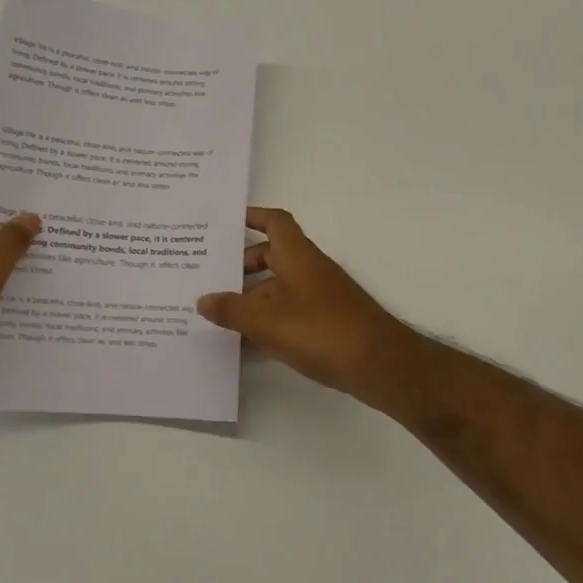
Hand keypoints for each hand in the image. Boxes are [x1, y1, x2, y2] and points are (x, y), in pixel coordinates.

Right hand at [196, 207, 420, 405]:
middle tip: (210, 278)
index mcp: (298, 256)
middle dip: (241, 265)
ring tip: (217, 314)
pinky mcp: (326, 324)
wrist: (379, 365)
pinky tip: (246, 343)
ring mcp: (320, 298)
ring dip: (251, 298)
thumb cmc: (322, 330)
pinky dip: (267, 322)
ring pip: (278, 288)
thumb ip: (232, 310)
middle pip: (272, 256)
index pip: (274, 222)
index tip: (224, 223)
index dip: (251, 217)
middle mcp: (310, 270)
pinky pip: (288, 314)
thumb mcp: (267, 321)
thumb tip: (203, 300)